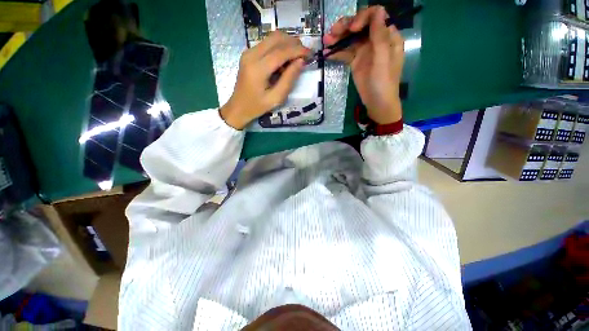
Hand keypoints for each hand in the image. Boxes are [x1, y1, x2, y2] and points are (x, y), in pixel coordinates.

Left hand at [220, 31, 309, 129]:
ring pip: (271, 38)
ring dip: (286, 43)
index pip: (281, 52)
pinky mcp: (248, 53)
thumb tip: (301, 62)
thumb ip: (289, 79)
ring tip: (296, 56)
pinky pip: (267, 44)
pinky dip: (279, 47)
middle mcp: (251, 55)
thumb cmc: (257, 106)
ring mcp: (248, 52)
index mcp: (258, 69)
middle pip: (276, 38)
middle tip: (304, 54)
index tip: (310, 53)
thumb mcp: (276, 98)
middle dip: (293, 43)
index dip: (297, 51)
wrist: (238, 107)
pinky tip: (284, 59)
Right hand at [324, 6, 404, 123]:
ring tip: (326, 42)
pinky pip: (346, 52)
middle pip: (360, 25)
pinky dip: (337, 52)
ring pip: (351, 38)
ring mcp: (365, 51)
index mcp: (387, 36)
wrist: (377, 103)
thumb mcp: (382, 60)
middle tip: (332, 33)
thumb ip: (380, 37)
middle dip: (346, 26)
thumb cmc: (383, 83)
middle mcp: (376, 40)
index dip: (362, 18)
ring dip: (338, 38)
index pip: (375, 16)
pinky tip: (327, 53)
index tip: (352, 29)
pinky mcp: (356, 61)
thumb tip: (377, 11)